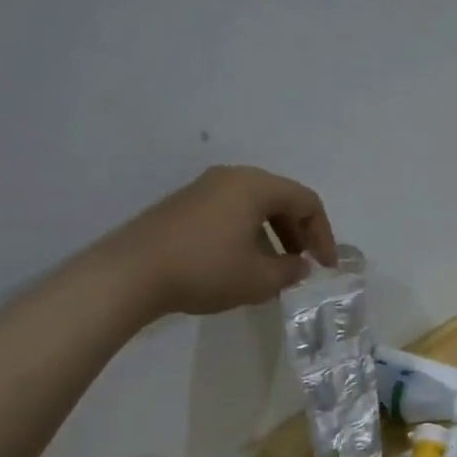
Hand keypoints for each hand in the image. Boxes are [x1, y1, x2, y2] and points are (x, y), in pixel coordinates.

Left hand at [109, 165, 338, 317]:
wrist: (131, 273)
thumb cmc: (205, 270)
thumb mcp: (258, 279)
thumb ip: (290, 271)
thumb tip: (301, 266)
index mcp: (255, 186)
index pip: (306, 202)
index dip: (323, 234)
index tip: (325, 266)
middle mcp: (231, 178)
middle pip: (281, 199)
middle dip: (299, 233)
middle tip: (303, 266)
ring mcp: (204, 189)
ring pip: (254, 206)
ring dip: (273, 236)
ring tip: (274, 270)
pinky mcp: (184, 205)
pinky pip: (231, 212)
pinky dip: (248, 234)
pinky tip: (242, 264)